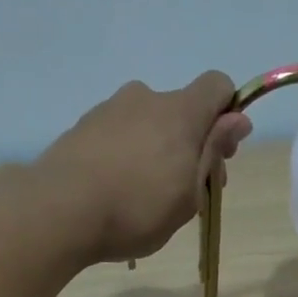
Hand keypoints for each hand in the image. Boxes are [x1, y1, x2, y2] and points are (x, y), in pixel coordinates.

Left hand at [34, 72, 251, 263]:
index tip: (221, 153)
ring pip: (149, 122)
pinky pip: (120, 134)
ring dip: (158, 149)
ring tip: (147, 195)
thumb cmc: (138, 209)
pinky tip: (118, 190)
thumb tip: (238, 119)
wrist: (60, 211)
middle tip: (188, 189)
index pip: (217, 85)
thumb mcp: (189, 193)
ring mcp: (109, 109)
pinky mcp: (82, 126)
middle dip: (193, 142)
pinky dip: (128, 154)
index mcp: (180, 112)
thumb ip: (213, 152)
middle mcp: (145, 98)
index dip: (228, 113)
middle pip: (182, 110)